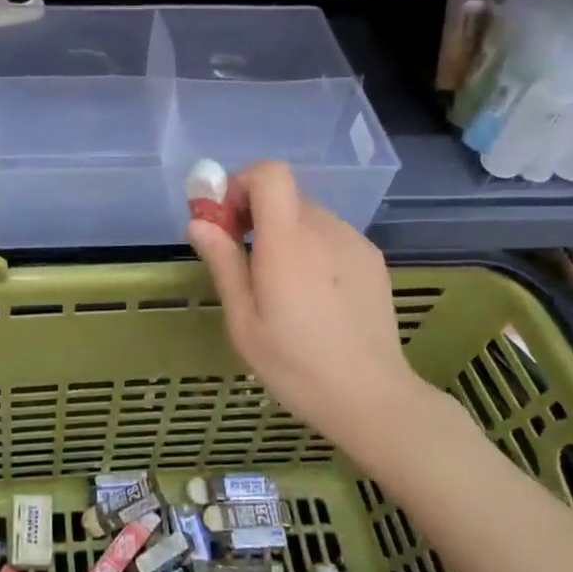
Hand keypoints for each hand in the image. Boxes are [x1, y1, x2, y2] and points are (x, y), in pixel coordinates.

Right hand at [187, 161, 425, 453]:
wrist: (371, 398)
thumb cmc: (296, 365)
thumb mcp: (243, 321)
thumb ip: (223, 263)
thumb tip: (199, 222)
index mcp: (288, 242)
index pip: (270, 173)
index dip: (242, 184)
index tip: (227, 221)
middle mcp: (324, 229)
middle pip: (285, 195)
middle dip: (257, 215)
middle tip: (245, 260)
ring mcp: (354, 242)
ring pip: (308, 216)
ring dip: (286, 234)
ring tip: (283, 287)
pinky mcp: (372, 259)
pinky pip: (331, 236)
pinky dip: (314, 249)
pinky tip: (315, 296)